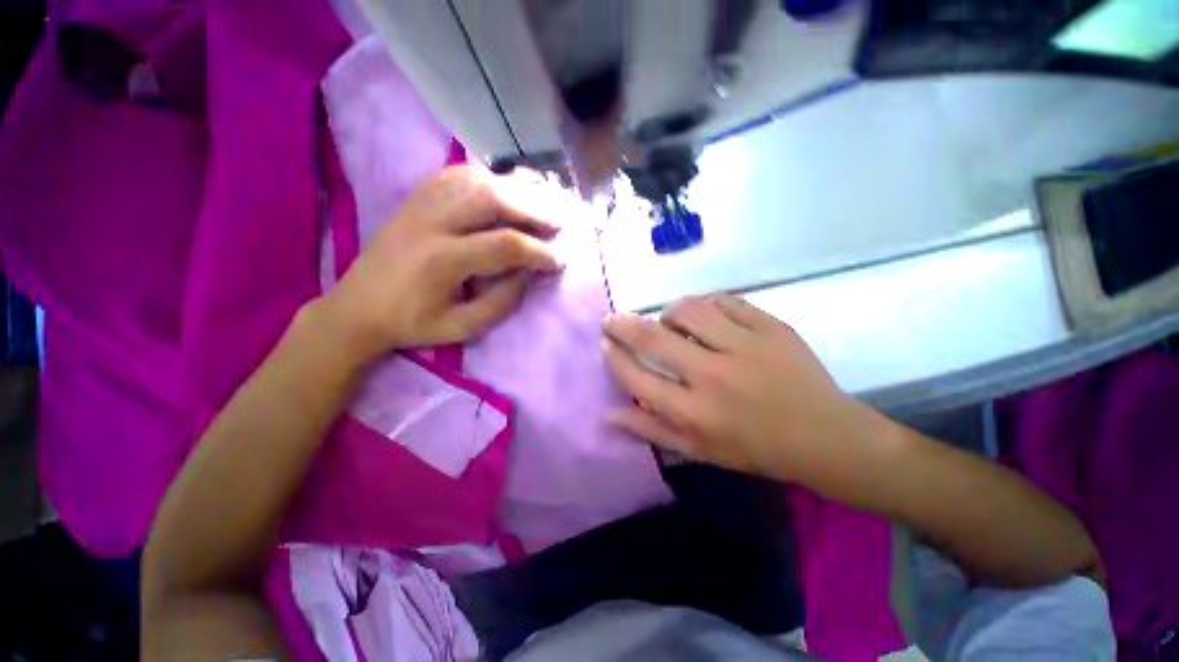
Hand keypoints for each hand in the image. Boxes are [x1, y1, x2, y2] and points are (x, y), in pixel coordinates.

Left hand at [322, 166, 562, 361]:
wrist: (356, 309)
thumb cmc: (411, 324)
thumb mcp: (462, 327)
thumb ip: (502, 302)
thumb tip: (528, 274)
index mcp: (443, 260)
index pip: (505, 245)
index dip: (539, 253)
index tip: (559, 262)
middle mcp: (431, 223)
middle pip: (491, 198)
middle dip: (532, 209)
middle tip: (557, 223)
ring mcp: (419, 205)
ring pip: (474, 179)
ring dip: (512, 188)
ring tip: (538, 201)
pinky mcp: (413, 200)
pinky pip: (453, 175)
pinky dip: (485, 177)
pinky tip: (502, 187)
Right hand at [602, 295, 878, 484]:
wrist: (824, 436)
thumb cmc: (755, 449)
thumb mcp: (698, 451)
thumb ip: (651, 430)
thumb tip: (608, 413)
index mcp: (695, 412)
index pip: (636, 377)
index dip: (614, 357)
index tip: (605, 343)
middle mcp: (713, 376)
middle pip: (653, 337)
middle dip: (622, 324)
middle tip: (613, 319)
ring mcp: (744, 346)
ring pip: (688, 310)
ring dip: (668, 312)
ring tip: (668, 319)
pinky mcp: (770, 327)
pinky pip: (725, 301)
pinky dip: (706, 303)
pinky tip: (705, 314)